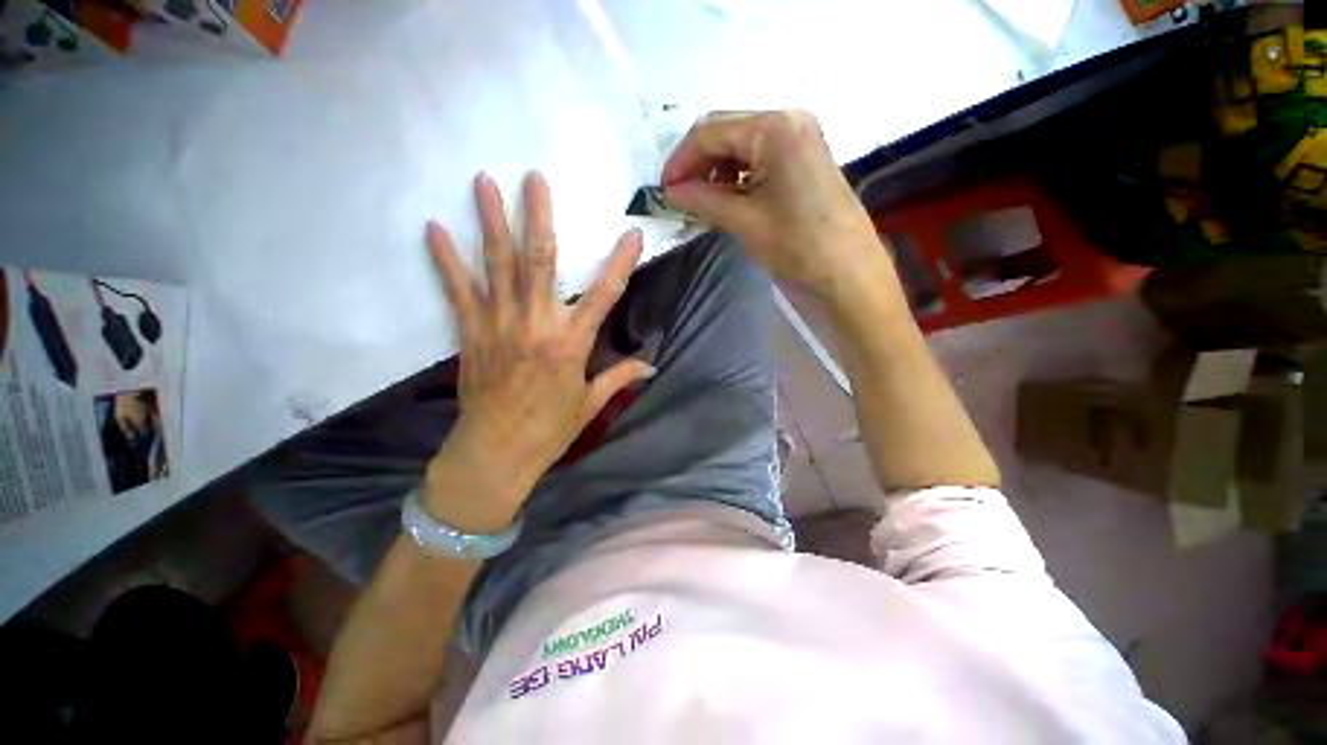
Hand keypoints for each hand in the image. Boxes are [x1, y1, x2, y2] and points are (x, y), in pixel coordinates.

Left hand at [423, 172, 651, 531]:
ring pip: (497, 266)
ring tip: (482, 182)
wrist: (496, 452)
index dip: (620, 262)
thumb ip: (620, 377)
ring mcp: (500, 325)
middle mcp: (537, 325)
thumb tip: (650, 365)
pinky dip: (446, 260)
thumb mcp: (591, 403)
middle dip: (538, 217)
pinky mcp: (472, 333)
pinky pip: (458, 291)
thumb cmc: (550, 429)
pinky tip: (433, 230)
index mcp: (572, 343)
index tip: (631, 234)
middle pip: (540, 262)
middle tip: (533, 178)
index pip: (604, 294)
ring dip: (490, 222)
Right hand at [661, 110, 884, 298]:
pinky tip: (727, 197)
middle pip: (726, 131)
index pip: (710, 132)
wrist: (847, 270)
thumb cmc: (796, 244)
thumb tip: (669, 192)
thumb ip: (703, 200)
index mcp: (774, 127)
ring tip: (701, 201)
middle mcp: (788, 119)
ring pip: (742, 144)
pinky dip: (738, 175)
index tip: (663, 190)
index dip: (681, 160)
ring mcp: (800, 136)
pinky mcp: (805, 156)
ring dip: (716, 169)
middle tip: (679, 195)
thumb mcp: (744, 221)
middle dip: (697, 163)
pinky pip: (760, 156)